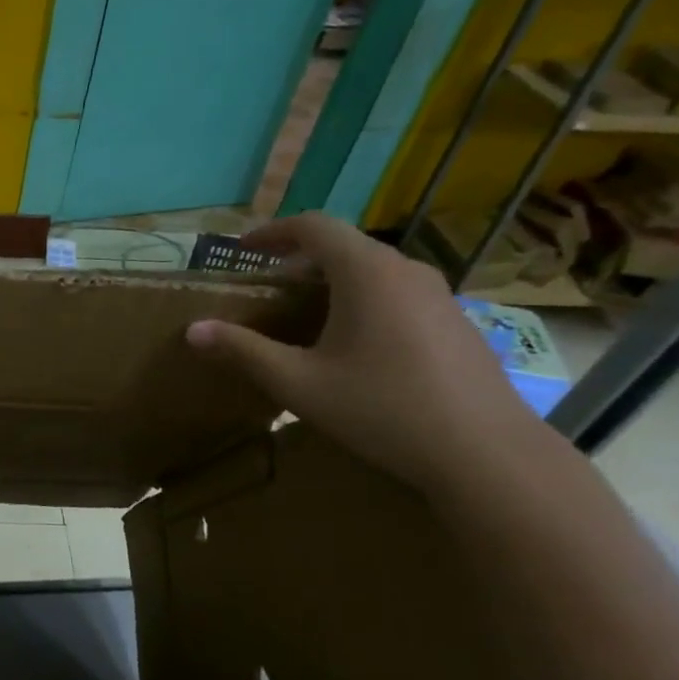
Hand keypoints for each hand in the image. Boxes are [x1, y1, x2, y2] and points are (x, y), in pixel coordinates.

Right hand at [186, 213, 539, 491]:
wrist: (485, 453)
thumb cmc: (381, 408)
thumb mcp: (298, 383)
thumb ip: (243, 351)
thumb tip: (193, 331)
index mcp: (366, 272)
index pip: (314, 226)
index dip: (273, 232)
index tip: (243, 250)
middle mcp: (406, 270)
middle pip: (345, 246)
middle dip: (300, 259)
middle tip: (268, 287)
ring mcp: (438, 295)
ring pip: (374, 270)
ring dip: (333, 281)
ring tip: (305, 315)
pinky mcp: (456, 322)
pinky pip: (398, 293)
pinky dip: (363, 300)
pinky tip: (354, 345)